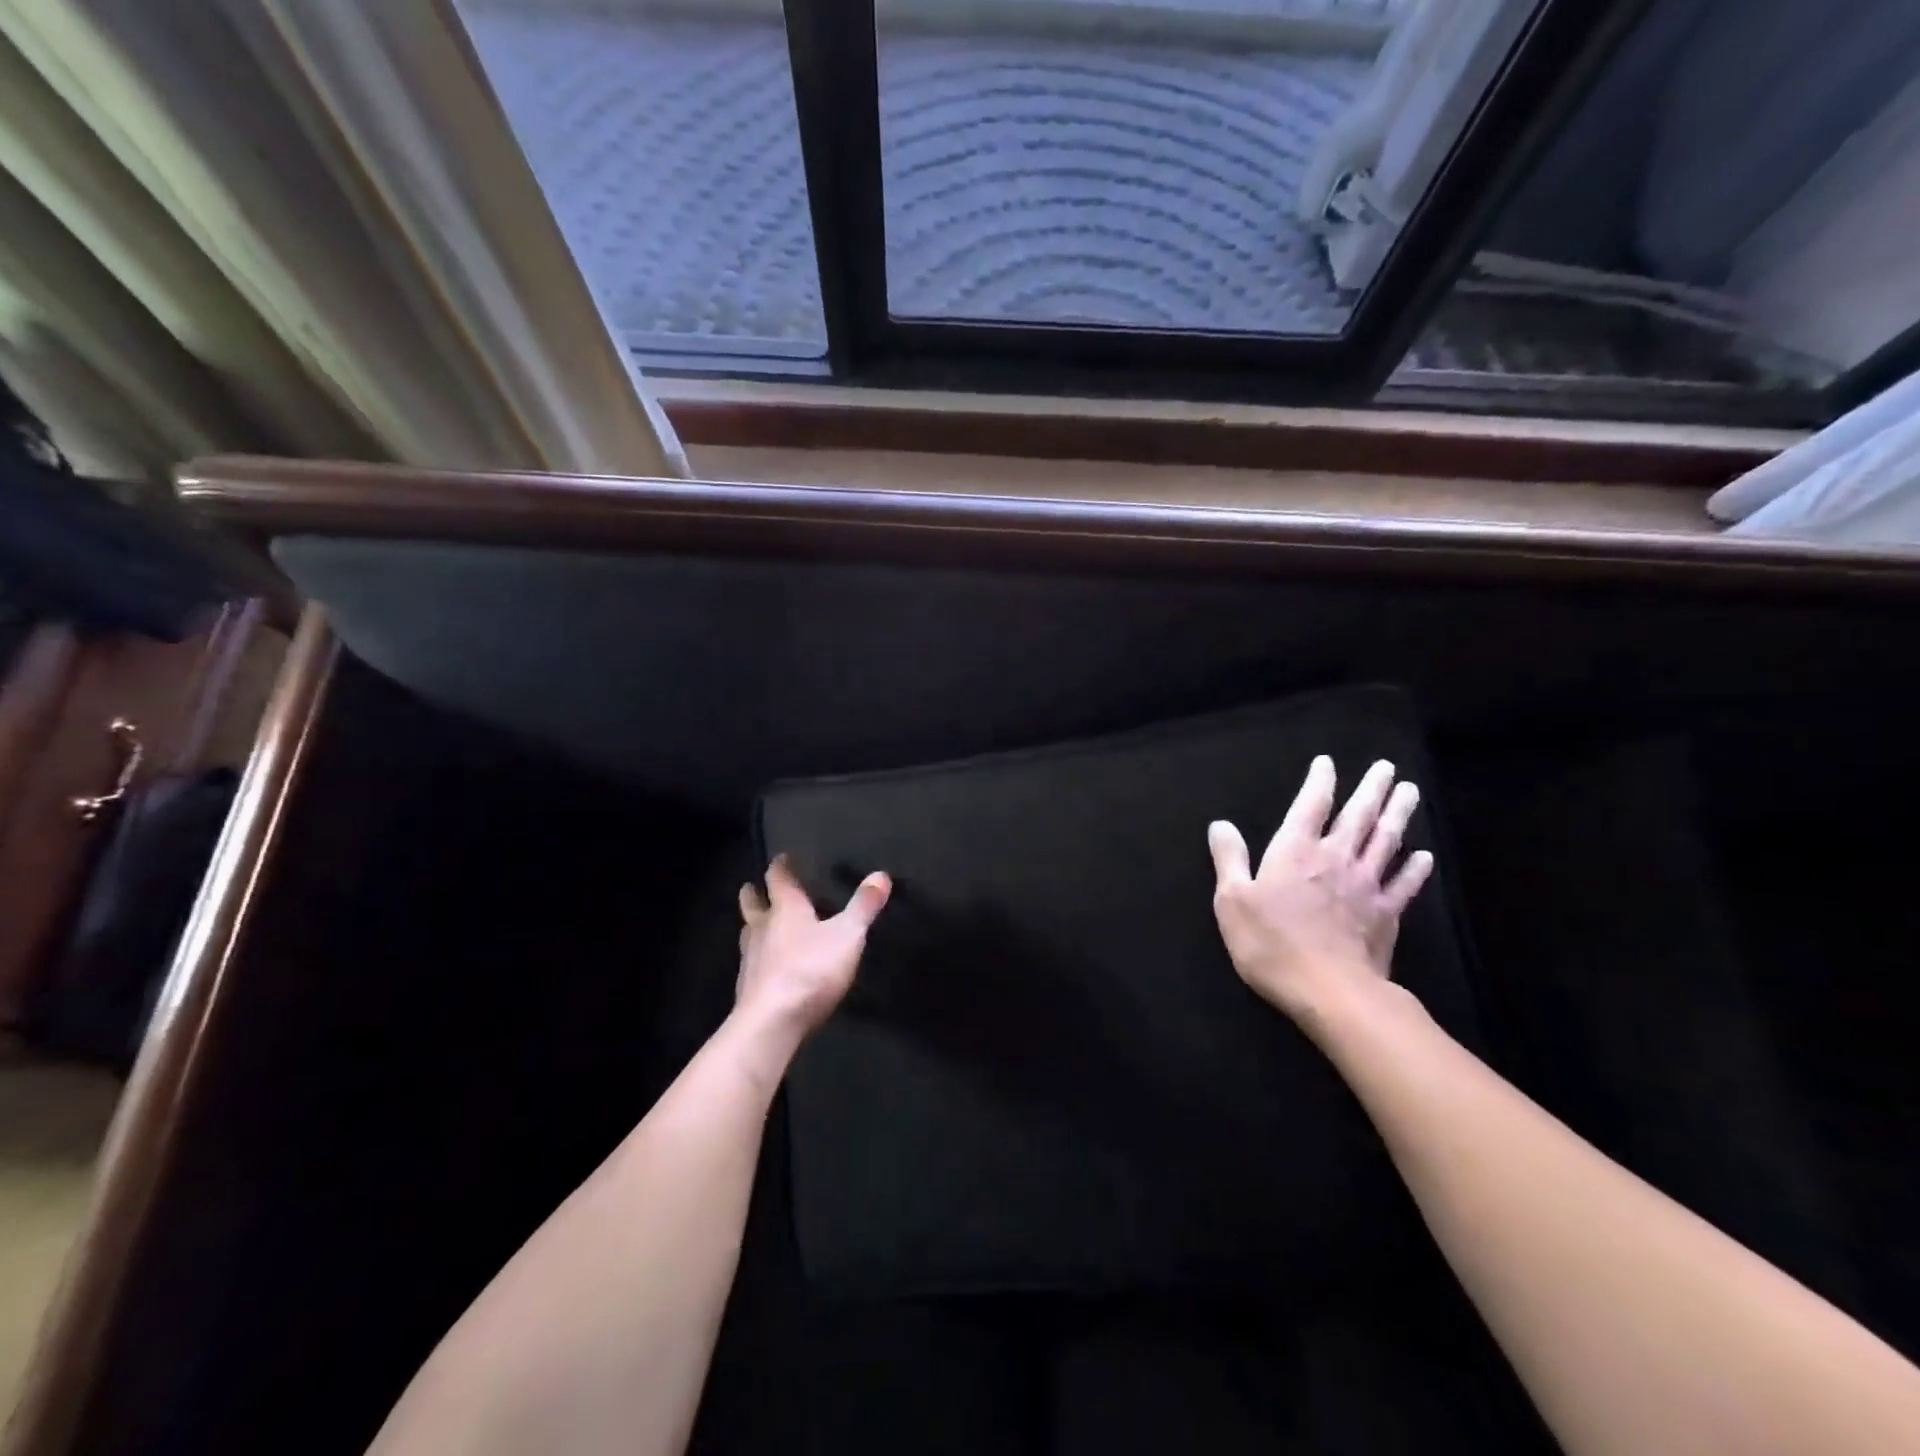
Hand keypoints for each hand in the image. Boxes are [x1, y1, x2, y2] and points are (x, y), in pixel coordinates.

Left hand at [736, 855, 890, 1042]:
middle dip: (754, 893)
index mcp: (785, 909)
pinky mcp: (748, 988)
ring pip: (749, 933)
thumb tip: (881, 874)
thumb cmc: (810, 969)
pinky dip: (760, 958)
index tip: (782, 857)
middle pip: (752, 904)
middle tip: (753, 886)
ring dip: (754, 926)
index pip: (778, 878)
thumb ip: (864, 906)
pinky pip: (753, 963)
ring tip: (762, 924)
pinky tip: (769, 967)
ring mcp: (751, 959)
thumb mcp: (847, 935)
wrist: (771, 1023)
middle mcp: (763, 928)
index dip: (781, 866)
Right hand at [1207, 756, 1433, 1026]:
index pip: (1310, 806)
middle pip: (1358, 816)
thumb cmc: (1271, 944)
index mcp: (1295, 852)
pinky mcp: (1386, 915)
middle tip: (1386, 767)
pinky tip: (1423, 855)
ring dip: (1398, 814)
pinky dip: (1415, 868)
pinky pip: (1404, 884)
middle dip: (1371, 789)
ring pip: (1386, 841)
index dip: (1320, 782)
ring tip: (1409, 791)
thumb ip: (1229, 859)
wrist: (1330, 991)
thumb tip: (1220, 824)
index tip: (1328, 763)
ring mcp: (1366, 885)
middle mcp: (1334, 859)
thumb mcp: (1232, 900)